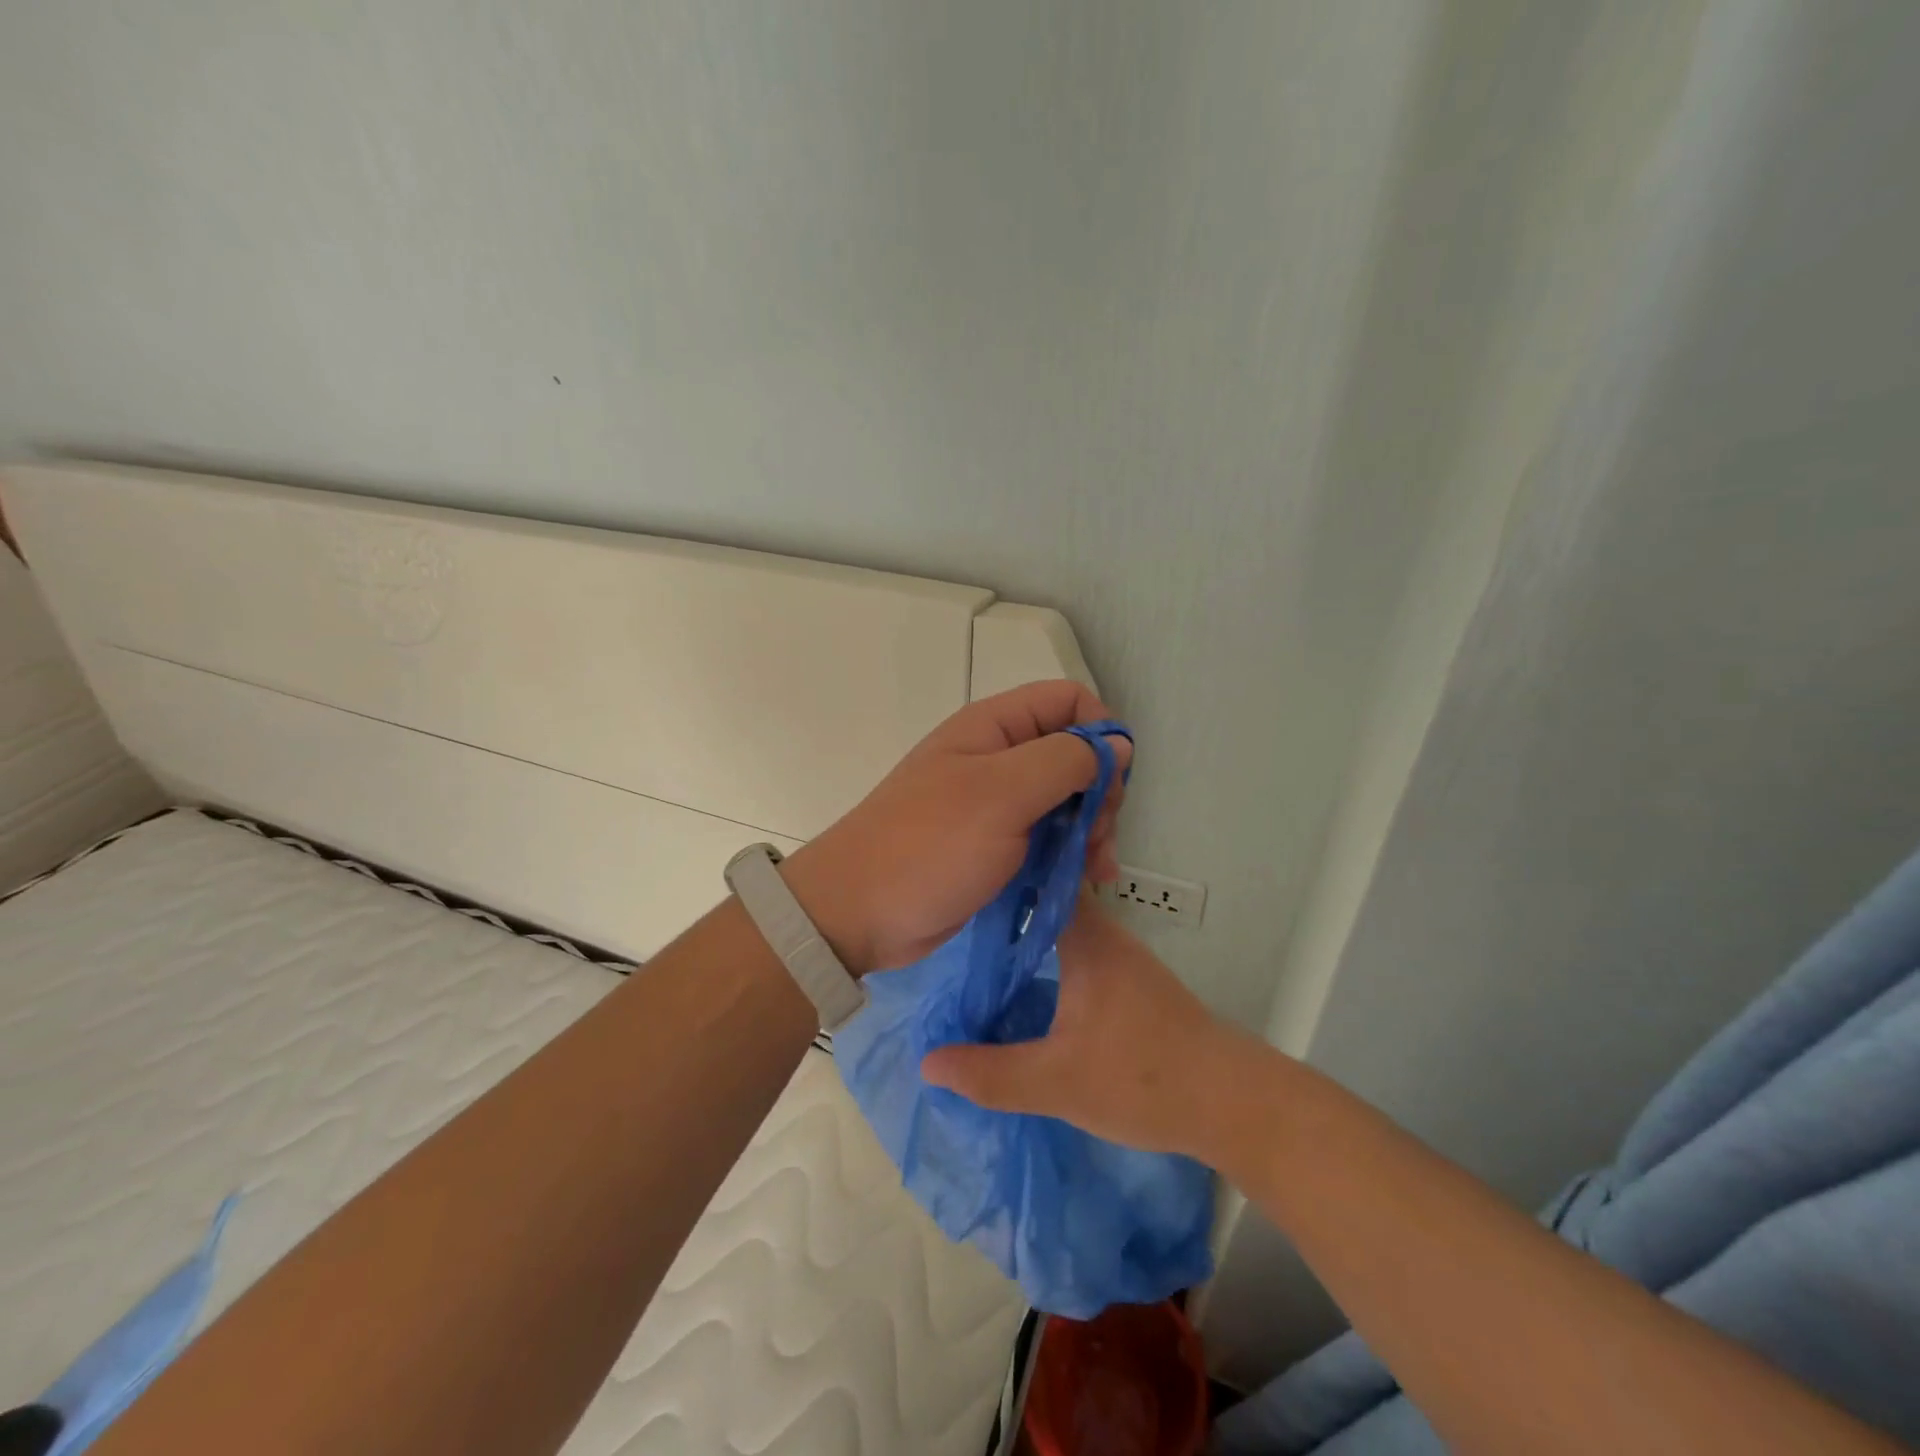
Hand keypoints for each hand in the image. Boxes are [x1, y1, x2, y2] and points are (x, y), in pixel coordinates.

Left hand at [783, 680, 1130, 973]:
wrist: (859, 913)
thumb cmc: (929, 845)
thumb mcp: (1002, 794)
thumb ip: (1065, 760)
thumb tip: (1118, 744)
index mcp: (994, 727)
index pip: (1068, 702)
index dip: (1100, 732)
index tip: (1111, 781)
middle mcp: (998, 757)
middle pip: (1074, 754)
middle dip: (1098, 791)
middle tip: (1098, 836)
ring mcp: (997, 804)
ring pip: (1067, 800)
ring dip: (1091, 830)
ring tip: (1095, 869)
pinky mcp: (997, 845)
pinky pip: (1049, 837)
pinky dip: (1072, 855)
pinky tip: (1084, 881)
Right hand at [921, 895, 1245, 1158]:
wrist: (1233, 1104)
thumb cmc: (1143, 1078)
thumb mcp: (1057, 1083)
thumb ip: (991, 1073)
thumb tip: (928, 1061)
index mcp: (1088, 940)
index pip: (1043, 881)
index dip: (1004, 874)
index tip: (962, 875)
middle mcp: (1108, 937)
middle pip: (1051, 901)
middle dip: (1007, 904)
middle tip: (956, 915)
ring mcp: (1125, 961)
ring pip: (1068, 928)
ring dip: (1030, 932)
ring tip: (981, 947)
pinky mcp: (1136, 986)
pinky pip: (1082, 952)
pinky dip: (1051, 955)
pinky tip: (1028, 983)